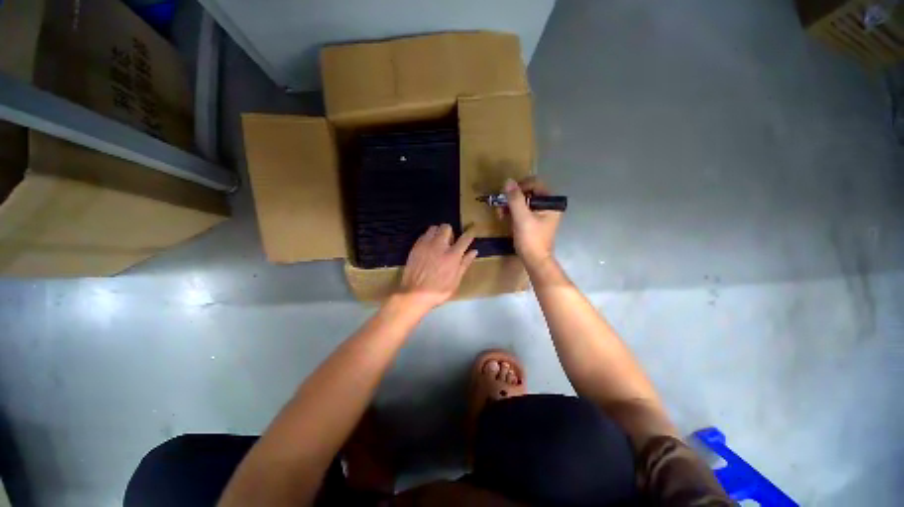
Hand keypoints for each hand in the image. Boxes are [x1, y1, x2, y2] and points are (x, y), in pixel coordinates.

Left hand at [399, 224, 478, 309]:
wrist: (415, 294)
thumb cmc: (439, 290)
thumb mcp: (456, 280)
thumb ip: (464, 263)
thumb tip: (474, 251)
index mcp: (452, 255)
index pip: (464, 239)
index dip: (470, 233)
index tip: (471, 231)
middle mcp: (440, 245)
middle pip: (447, 228)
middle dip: (450, 232)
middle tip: (449, 243)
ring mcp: (426, 245)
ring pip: (434, 228)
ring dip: (438, 233)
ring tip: (438, 243)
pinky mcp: (416, 247)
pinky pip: (423, 235)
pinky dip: (428, 238)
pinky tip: (428, 248)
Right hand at [502, 177, 561, 266]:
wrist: (535, 261)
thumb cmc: (531, 239)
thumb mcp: (521, 218)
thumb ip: (515, 199)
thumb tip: (508, 181)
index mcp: (550, 203)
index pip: (535, 184)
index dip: (520, 186)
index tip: (507, 195)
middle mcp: (548, 206)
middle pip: (528, 193)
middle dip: (512, 198)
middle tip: (501, 205)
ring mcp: (541, 214)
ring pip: (523, 202)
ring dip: (510, 205)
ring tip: (500, 213)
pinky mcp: (533, 222)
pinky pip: (522, 211)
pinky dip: (512, 213)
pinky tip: (504, 217)